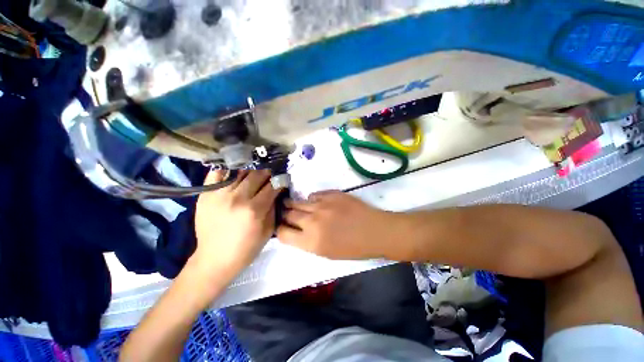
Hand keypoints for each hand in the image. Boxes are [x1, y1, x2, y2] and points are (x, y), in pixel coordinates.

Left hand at [192, 170, 281, 284]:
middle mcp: (237, 199)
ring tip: (255, 171)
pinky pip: (217, 174)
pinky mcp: (205, 194)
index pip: (272, 186)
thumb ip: (273, 207)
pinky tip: (235, 170)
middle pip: (257, 175)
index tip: (281, 179)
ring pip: (240, 172)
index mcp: (254, 210)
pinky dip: (228, 169)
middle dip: (267, 172)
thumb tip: (276, 191)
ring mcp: (219, 195)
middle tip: (270, 173)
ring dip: (251, 170)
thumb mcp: (268, 230)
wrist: (215, 258)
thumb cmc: (246, 248)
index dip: (279, 180)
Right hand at [277, 191, 398, 259]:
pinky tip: (315, 203)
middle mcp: (312, 221)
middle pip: (288, 214)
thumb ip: (307, 241)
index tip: (282, 228)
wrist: (374, 231)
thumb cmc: (353, 248)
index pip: (283, 233)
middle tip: (285, 214)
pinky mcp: (331, 194)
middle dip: (284, 214)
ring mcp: (321, 205)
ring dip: (293, 204)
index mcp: (311, 241)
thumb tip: (295, 230)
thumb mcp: (326, 253)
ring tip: (292, 204)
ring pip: (298, 202)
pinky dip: (311, 200)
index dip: (280, 230)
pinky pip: (313, 195)